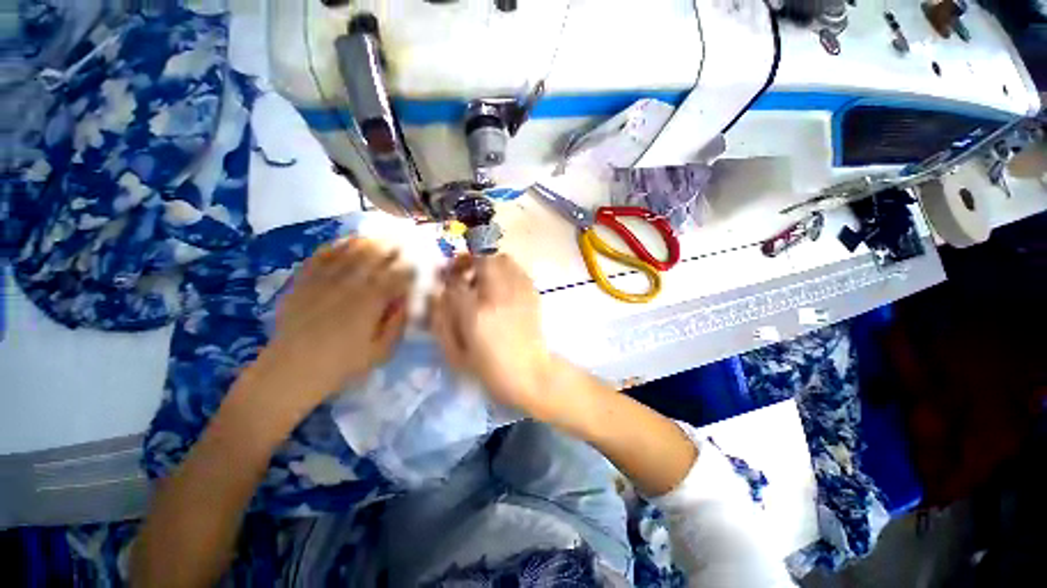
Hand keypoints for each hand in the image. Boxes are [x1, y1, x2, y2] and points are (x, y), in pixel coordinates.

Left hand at [254, 238, 413, 410]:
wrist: (290, 371)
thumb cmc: (341, 364)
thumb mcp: (381, 352)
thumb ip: (397, 323)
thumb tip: (406, 300)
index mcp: (371, 302)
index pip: (397, 275)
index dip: (409, 266)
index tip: (418, 261)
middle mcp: (350, 284)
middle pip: (375, 256)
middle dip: (393, 246)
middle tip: (404, 239)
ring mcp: (324, 280)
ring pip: (350, 251)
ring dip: (369, 240)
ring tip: (381, 234)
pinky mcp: (304, 281)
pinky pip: (321, 256)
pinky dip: (336, 245)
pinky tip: (347, 240)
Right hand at [428, 254, 557, 419]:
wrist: (531, 374)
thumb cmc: (490, 370)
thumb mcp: (456, 354)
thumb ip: (441, 322)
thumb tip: (437, 296)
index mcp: (476, 314)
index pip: (456, 282)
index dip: (446, 276)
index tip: (443, 279)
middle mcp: (498, 296)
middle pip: (483, 259)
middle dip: (468, 260)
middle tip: (461, 270)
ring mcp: (518, 293)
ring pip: (502, 259)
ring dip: (487, 262)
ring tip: (481, 276)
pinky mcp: (532, 294)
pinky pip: (517, 269)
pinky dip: (505, 270)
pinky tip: (501, 285)